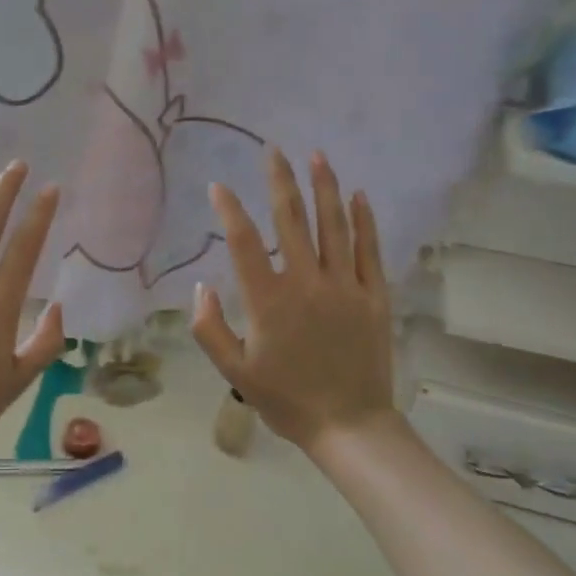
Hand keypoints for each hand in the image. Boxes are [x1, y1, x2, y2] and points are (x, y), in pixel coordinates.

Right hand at [191, 149, 397, 454]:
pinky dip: (364, 220)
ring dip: (324, 188)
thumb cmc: (286, 400)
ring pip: (334, 225)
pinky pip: (369, 249)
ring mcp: (345, 286)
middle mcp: (307, 283)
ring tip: (317, 156)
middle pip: (291, 220)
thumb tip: (202, 286)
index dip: (229, 210)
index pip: (244, 242)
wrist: (349, 425)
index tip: (219, 187)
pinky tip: (358, 195)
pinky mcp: (374, 296)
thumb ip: (210, 328)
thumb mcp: (235, 371)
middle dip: (280, 181)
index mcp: (269, 300)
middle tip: (273, 151)